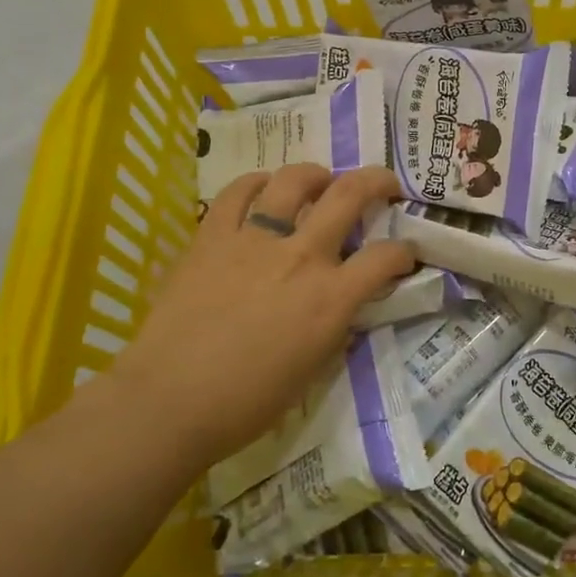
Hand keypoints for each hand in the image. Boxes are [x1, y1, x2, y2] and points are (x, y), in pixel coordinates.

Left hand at [109, 165, 413, 469]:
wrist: (170, 402)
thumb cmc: (247, 402)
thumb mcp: (312, 369)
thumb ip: (334, 327)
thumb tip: (342, 306)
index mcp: (331, 298)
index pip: (385, 257)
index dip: (404, 251)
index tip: (405, 254)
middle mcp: (301, 257)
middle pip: (349, 196)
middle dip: (377, 182)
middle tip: (384, 185)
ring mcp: (254, 240)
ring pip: (294, 180)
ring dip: (316, 174)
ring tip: (320, 180)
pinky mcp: (212, 237)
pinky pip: (237, 193)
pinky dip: (256, 184)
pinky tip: (262, 189)